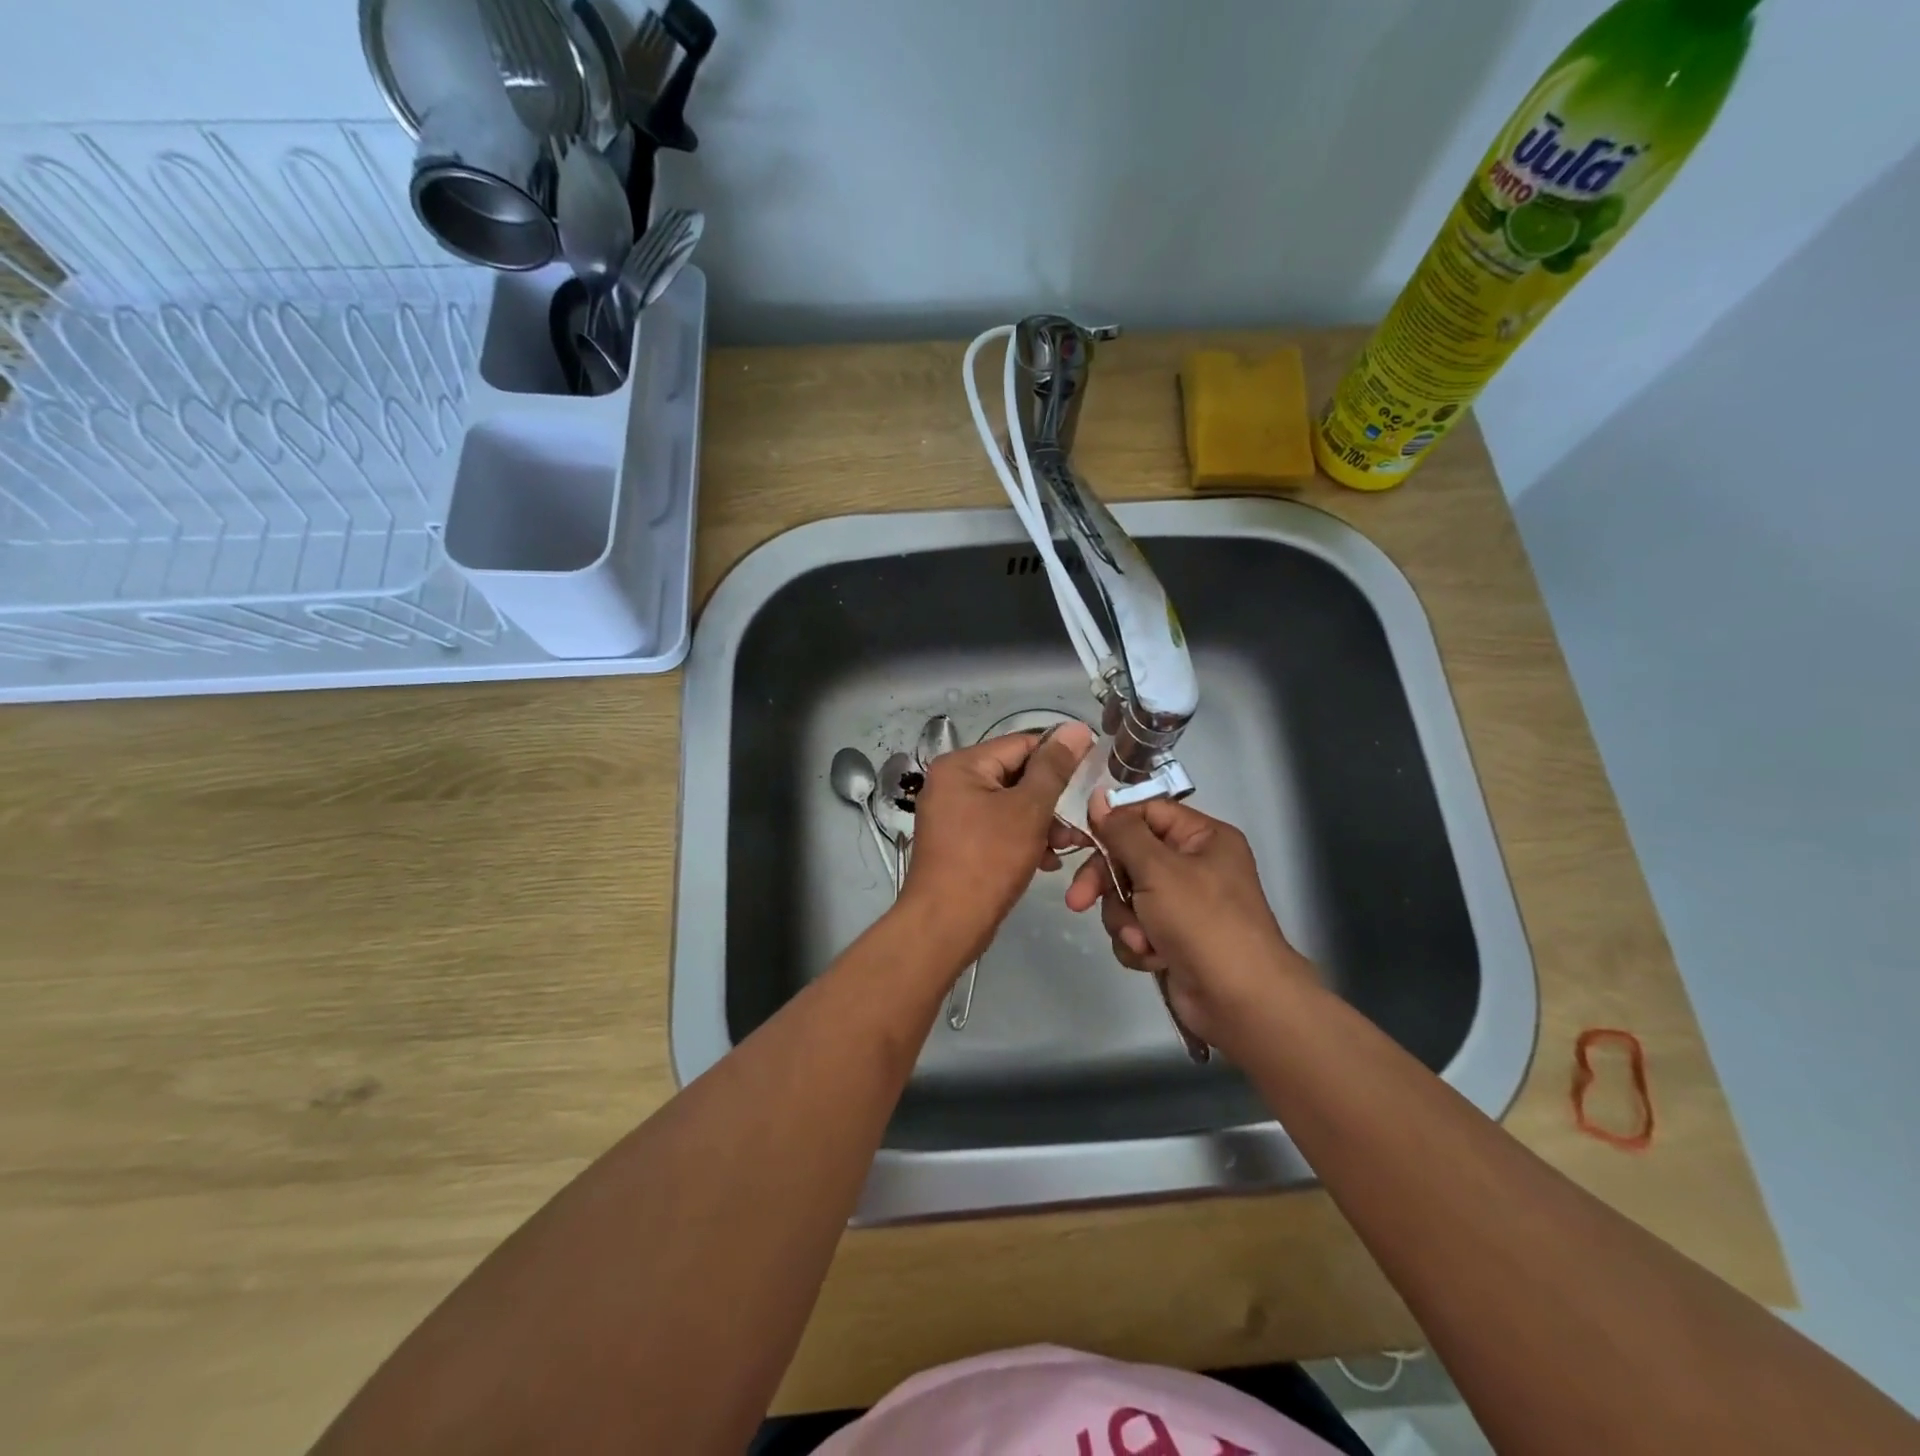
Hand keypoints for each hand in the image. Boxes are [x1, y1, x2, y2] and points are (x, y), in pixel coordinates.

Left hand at [899, 723, 1094, 962]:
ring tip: (1068, 846)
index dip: (1060, 755)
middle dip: (1051, 799)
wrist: (945, 924)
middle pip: (1015, 775)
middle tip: (1080, 820)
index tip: (1094, 771)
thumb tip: (1075, 728)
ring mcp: (952, 814)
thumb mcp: (1028, 810)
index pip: (1021, 744)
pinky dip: (1023, 839)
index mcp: (961, 765)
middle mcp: (951, 782)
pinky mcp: (958, 842)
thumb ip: (1054, 768)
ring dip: (1042, 823)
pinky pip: (998, 828)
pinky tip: (1047, 860)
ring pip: (1010, 805)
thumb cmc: (988, 860)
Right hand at [1064, 793, 1315, 1049]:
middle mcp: (1194, 866)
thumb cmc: (1203, 921)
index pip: (1147, 813)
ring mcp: (1183, 905)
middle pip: (1130, 857)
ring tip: (1140, 940)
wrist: (1239, 1001)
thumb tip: (1098, 797)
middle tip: (1079, 900)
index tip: (1080, 839)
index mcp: (1203, 838)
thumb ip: (1123, 832)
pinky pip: (1136, 927)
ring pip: (1127, 896)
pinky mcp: (1172, 939)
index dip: (1113, 825)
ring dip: (1124, 919)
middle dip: (1106, 883)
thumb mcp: (1158, 868)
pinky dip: (1137, 943)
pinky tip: (1152, 958)